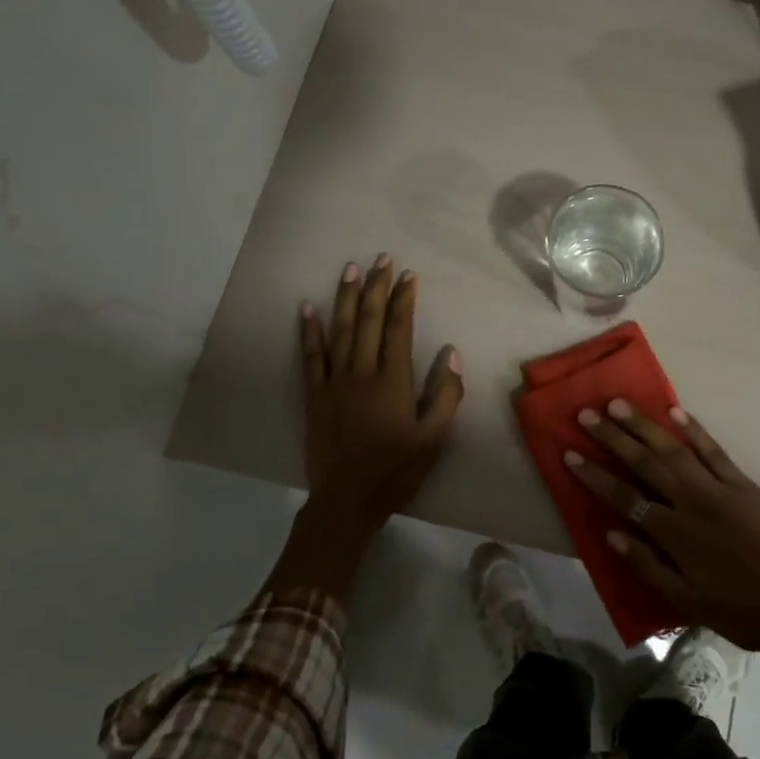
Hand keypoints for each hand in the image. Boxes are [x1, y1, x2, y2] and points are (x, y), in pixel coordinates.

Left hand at [300, 255, 463, 523]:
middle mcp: (362, 373)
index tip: (408, 276)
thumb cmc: (396, 469)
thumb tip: (452, 354)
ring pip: (340, 330)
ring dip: (346, 297)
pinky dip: (308, 331)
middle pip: (369, 321)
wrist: (347, 499)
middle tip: (382, 259)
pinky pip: (310, 356)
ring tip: (351, 270)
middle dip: (376, 287)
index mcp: (393, 382)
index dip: (404, 300)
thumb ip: (446, 395)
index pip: (398, 329)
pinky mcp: (314, 395)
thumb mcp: (434, 438)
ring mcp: (334, 382)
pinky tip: (307, 307)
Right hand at [567, 400, 759, 658]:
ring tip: (620, 404)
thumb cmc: (739, 609)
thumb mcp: (686, 600)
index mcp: (675, 533)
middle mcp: (692, 502)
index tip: (570, 454)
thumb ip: (646, 565)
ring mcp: (719, 488)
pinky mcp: (742, 483)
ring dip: (645, 425)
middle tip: (587, 414)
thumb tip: (611, 533)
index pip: (625, 498)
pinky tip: (676, 412)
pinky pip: (714, 450)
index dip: (595, 476)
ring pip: (675, 449)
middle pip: (645, 463)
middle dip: (613, 438)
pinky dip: (695, 430)